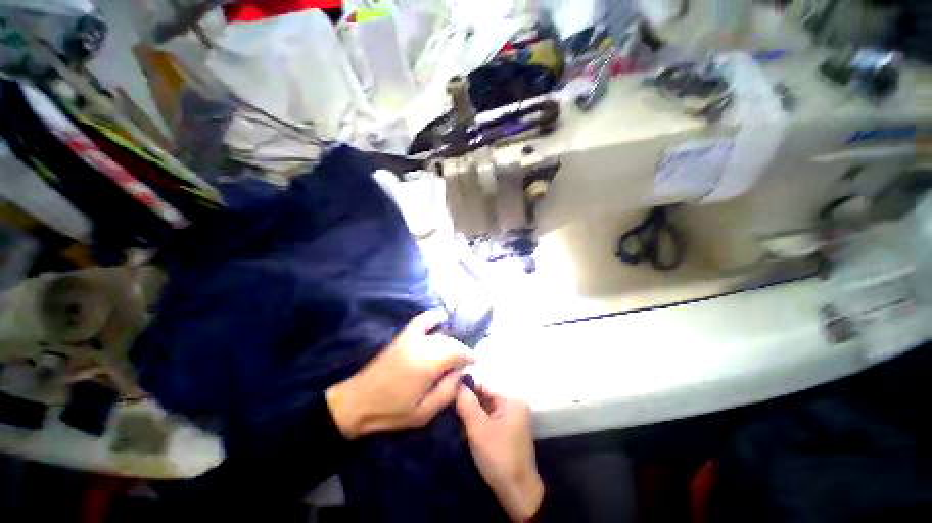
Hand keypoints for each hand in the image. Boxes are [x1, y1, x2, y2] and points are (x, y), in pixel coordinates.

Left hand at [326, 311, 472, 438]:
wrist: (358, 402)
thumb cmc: (391, 412)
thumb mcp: (424, 413)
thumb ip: (447, 392)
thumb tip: (460, 374)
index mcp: (427, 364)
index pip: (457, 352)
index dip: (469, 356)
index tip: (474, 363)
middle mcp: (421, 346)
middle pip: (449, 342)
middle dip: (460, 350)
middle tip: (464, 362)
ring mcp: (410, 338)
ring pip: (439, 334)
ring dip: (451, 340)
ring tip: (454, 352)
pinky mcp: (402, 337)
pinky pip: (421, 321)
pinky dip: (432, 317)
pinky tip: (441, 317)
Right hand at [456, 383, 543, 521]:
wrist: (517, 495)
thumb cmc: (498, 456)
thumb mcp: (478, 428)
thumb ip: (466, 403)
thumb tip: (455, 381)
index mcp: (511, 400)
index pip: (483, 386)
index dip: (465, 389)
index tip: (446, 393)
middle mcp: (512, 406)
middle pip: (484, 398)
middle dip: (466, 403)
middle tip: (446, 407)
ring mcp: (510, 420)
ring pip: (483, 411)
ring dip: (469, 415)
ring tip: (450, 416)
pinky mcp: (505, 433)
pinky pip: (487, 422)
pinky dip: (475, 424)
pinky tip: (461, 428)